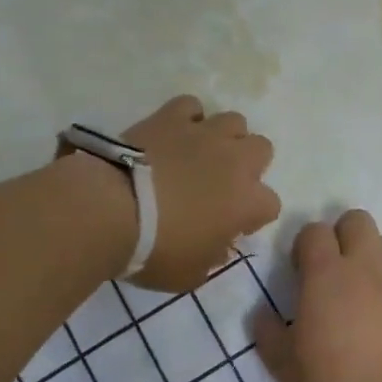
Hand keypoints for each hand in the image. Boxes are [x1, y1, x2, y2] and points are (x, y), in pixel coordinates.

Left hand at [119, 95, 279, 290]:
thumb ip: (212, 257)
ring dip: (223, 137)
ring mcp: (203, 133)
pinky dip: (186, 118)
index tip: (232, 226)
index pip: (270, 204)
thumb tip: (218, 244)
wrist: (111, 210)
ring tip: (200, 154)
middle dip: (247, 165)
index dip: (253, 216)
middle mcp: (234, 160)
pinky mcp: (171, 117)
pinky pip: (191, 107)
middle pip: (262, 149)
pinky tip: (173, 134)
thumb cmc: (154, 250)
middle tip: (221, 183)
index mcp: (247, 201)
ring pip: (234, 121)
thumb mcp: (190, 274)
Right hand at [256, 210, 381, 381]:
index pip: (314, 230)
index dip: (305, 244)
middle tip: (334, 270)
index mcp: (326, 275)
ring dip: (373, 257)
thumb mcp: (287, 369)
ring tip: (364, 292)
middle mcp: (365, 267)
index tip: (301, 272)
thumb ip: (268, 335)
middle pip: (357, 220)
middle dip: (343, 234)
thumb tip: (261, 315)